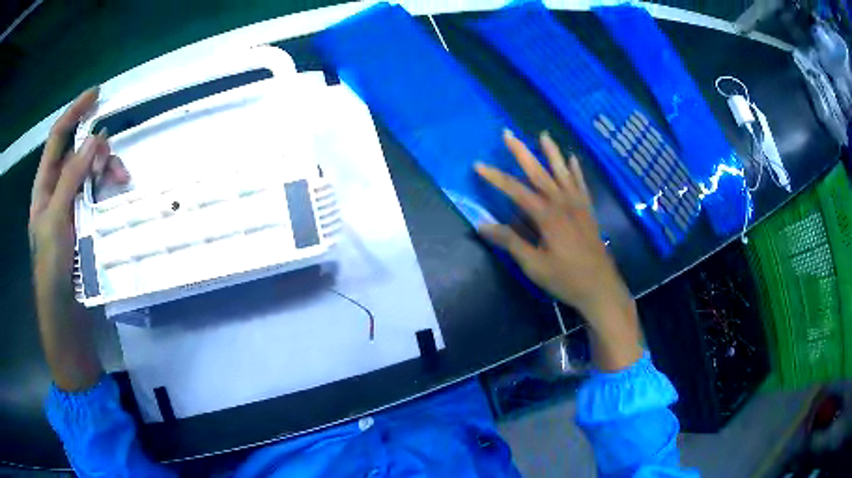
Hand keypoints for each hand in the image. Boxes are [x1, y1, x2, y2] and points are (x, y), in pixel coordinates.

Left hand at [29, 87, 127, 290]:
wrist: (65, 311)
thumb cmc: (52, 266)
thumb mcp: (56, 218)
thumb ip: (72, 177)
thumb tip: (95, 139)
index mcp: (44, 185)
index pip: (58, 137)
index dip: (74, 112)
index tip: (97, 94)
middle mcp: (58, 188)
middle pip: (78, 151)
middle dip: (96, 147)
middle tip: (110, 159)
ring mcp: (73, 204)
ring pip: (92, 169)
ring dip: (107, 167)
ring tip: (121, 178)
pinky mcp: (86, 219)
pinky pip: (100, 191)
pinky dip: (110, 185)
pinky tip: (119, 189)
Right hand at [475, 130, 641, 369]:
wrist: (600, 288)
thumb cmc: (566, 279)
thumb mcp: (534, 265)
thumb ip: (510, 242)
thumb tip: (482, 225)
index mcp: (547, 216)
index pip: (515, 190)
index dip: (495, 177)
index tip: (478, 165)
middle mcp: (563, 203)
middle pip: (539, 172)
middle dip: (522, 152)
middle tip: (508, 133)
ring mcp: (578, 205)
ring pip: (562, 172)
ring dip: (551, 152)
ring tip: (543, 134)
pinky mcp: (588, 211)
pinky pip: (581, 184)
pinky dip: (575, 170)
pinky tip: (572, 159)